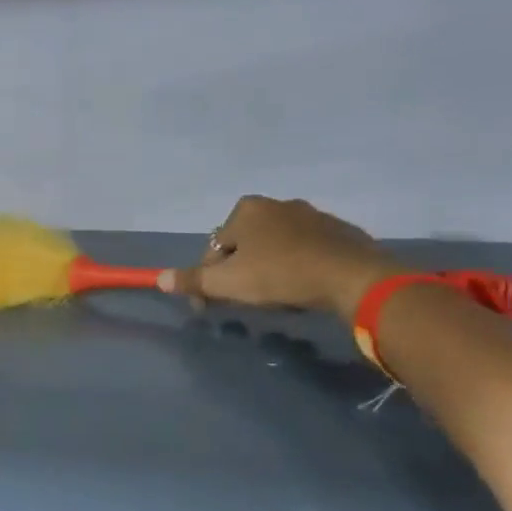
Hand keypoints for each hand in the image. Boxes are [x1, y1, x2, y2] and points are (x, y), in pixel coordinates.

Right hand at [158, 195, 408, 318]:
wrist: (352, 276)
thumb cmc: (280, 275)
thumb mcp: (227, 283)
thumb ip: (192, 281)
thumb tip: (159, 279)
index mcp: (245, 210)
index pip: (213, 249)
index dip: (207, 280)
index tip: (212, 306)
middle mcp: (276, 204)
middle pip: (243, 245)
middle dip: (238, 271)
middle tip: (243, 300)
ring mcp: (311, 214)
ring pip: (274, 246)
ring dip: (266, 268)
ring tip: (273, 296)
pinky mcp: (338, 230)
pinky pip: (304, 250)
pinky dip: (295, 266)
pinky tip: (300, 287)